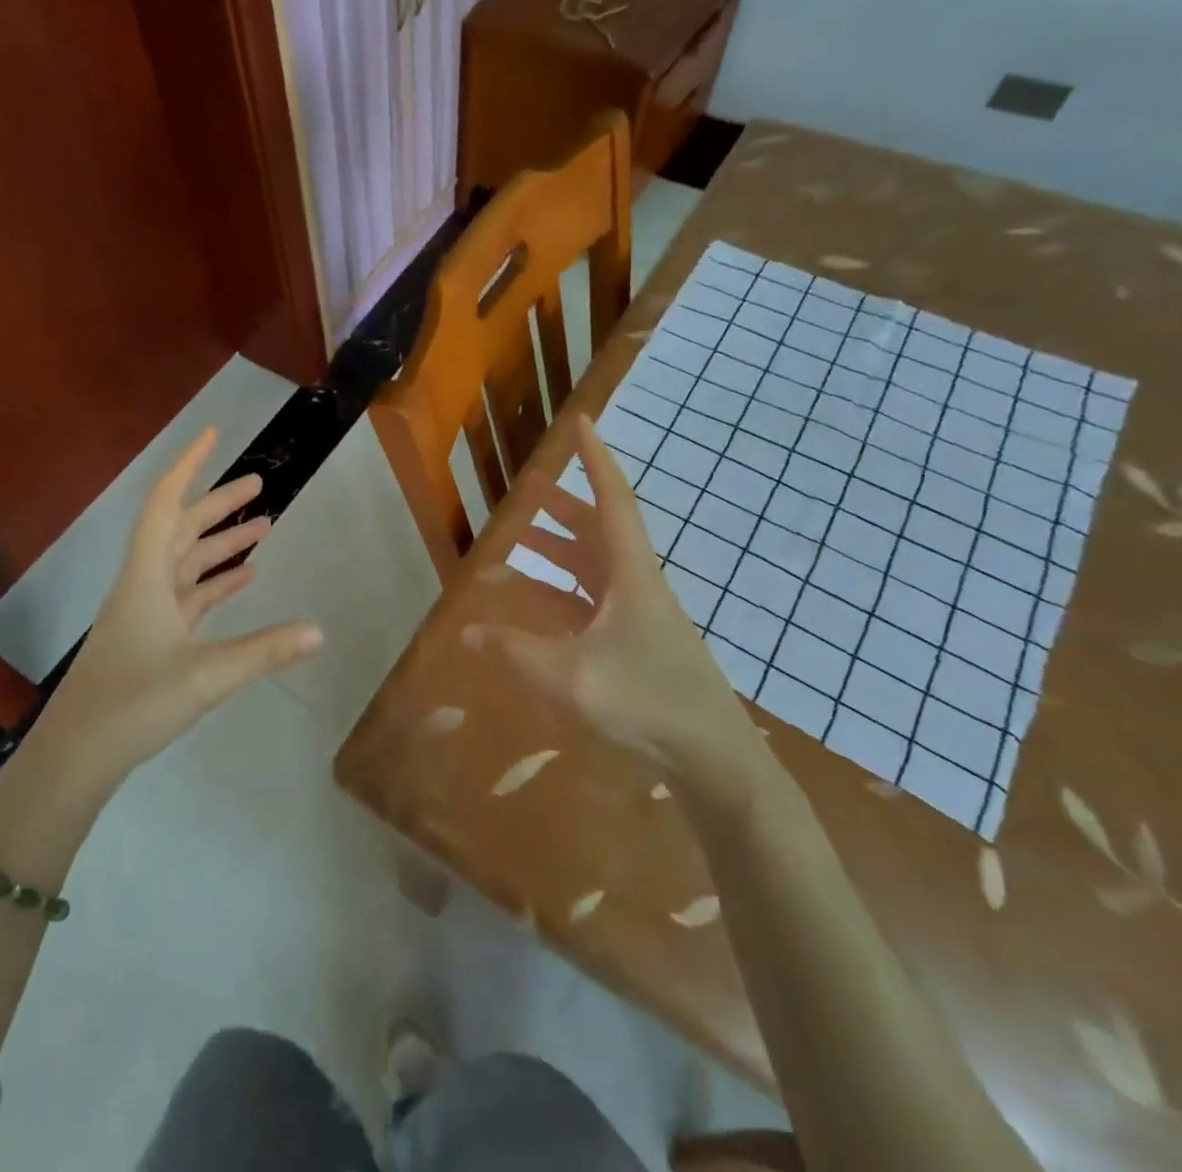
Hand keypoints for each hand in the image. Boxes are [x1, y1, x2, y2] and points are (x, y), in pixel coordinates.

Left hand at [34, 428, 322, 790]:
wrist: (76, 756)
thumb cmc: (133, 704)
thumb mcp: (206, 676)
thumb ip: (265, 652)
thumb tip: (319, 631)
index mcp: (146, 577)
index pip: (165, 504)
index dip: (188, 466)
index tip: (212, 435)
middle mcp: (143, 585)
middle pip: (180, 529)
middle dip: (218, 504)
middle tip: (259, 485)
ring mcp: (146, 613)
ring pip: (186, 563)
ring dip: (220, 544)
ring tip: (264, 527)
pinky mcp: (152, 639)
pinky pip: (188, 597)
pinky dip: (215, 583)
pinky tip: (244, 579)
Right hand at [464, 417, 770, 804]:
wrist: (714, 759)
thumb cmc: (646, 702)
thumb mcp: (570, 676)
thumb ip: (515, 653)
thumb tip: (468, 634)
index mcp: (631, 575)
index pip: (611, 500)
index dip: (595, 460)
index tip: (583, 422)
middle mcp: (637, 585)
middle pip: (599, 530)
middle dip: (563, 506)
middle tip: (527, 491)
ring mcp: (640, 615)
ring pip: (595, 565)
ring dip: (561, 547)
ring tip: (521, 539)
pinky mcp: (637, 643)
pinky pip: (593, 599)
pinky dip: (564, 590)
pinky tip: (538, 603)